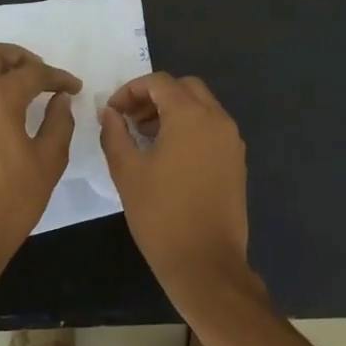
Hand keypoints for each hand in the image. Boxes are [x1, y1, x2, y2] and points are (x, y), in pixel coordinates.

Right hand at [98, 72, 252, 303]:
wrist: (205, 263)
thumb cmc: (161, 215)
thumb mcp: (127, 171)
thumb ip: (114, 133)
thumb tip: (109, 112)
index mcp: (191, 116)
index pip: (159, 82)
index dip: (130, 90)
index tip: (112, 111)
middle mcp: (217, 120)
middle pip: (185, 88)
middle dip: (154, 96)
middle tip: (129, 119)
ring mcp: (231, 141)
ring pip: (201, 107)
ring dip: (173, 111)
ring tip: (144, 138)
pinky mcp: (236, 161)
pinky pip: (212, 129)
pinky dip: (190, 128)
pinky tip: (168, 155)